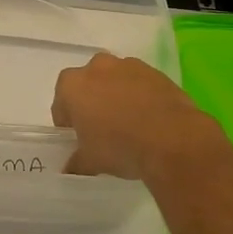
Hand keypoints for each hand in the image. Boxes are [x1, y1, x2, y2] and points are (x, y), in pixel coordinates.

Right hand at [52, 52, 226, 184]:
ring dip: (118, 97)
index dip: (68, 123)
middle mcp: (97, 67)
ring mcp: (128, 65)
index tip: (79, 140)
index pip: (61, 104)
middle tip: (103, 131)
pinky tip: (150, 121)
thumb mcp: (91, 161)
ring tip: (130, 126)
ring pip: (116, 81)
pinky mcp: (155, 72)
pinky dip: (141, 97)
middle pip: (88, 85)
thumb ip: (76, 161)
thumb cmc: (119, 146)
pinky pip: (141, 84)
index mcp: (72, 85)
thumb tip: (70, 167)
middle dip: (93, 103)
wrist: (172, 139)